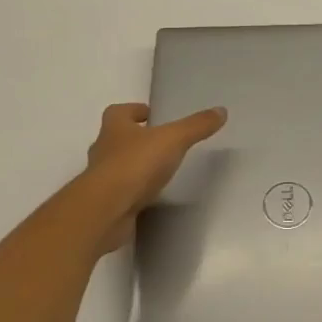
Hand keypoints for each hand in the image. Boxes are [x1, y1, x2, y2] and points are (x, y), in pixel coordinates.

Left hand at [81, 102, 226, 235]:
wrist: (105, 211)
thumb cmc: (135, 165)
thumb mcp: (173, 140)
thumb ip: (196, 126)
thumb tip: (221, 110)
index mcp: (114, 128)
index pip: (118, 112)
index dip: (132, 111)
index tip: (149, 114)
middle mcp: (103, 150)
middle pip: (115, 139)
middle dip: (133, 139)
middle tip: (156, 142)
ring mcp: (100, 180)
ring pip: (116, 166)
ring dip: (132, 166)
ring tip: (156, 171)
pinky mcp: (104, 204)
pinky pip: (119, 193)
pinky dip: (131, 192)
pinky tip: (148, 197)